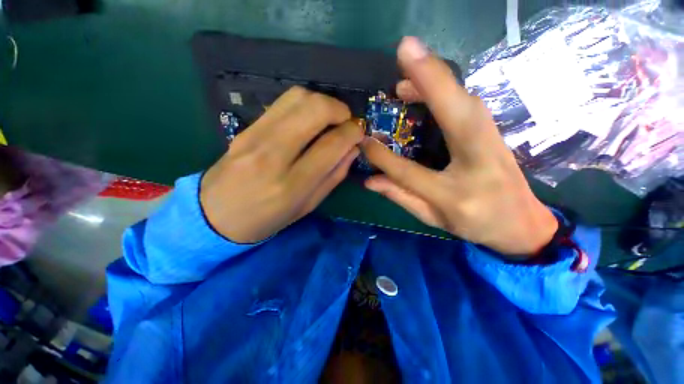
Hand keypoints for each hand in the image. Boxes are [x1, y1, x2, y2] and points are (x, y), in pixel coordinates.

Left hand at [201, 86, 363, 242]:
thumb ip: (333, 176)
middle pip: (314, 110)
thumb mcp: (307, 206)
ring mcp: (255, 137)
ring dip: (322, 102)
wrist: (216, 215)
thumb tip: (352, 149)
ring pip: (297, 98)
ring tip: (329, 118)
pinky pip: (281, 103)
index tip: (359, 132)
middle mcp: (273, 156)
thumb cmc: (267, 218)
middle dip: (339, 109)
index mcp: (293, 185)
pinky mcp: (246, 128)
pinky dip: (303, 104)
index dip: (352, 132)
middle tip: (346, 121)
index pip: (331, 145)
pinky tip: (308, 119)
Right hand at [361, 37, 556, 257]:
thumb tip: (370, 180)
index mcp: (455, 195)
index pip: (409, 172)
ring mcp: (493, 144)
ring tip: (405, 77)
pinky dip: (447, 89)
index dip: (384, 157)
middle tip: (403, 53)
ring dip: (436, 80)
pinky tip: (427, 86)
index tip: (364, 141)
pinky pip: (469, 104)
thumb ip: (400, 196)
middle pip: (457, 115)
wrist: (521, 224)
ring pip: (466, 102)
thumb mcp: (432, 217)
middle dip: (430, 79)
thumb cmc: (474, 225)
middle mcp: (478, 164)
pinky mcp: (495, 132)